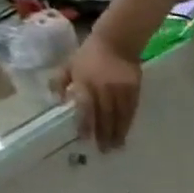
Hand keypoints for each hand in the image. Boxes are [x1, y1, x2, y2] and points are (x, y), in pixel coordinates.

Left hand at [55, 33, 143, 150]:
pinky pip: (131, 110)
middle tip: (105, 150)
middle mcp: (103, 89)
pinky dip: (128, 122)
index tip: (86, 139)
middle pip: (105, 116)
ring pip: (120, 116)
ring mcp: (121, 91)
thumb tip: (58, 101)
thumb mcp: (68, 65)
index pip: (85, 108)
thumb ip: (60, 82)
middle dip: (105, 134)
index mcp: (85, 83)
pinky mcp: (134, 90)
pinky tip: (126, 130)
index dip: (86, 125)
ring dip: (119, 132)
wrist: (117, 42)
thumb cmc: (89, 54)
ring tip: (117, 146)